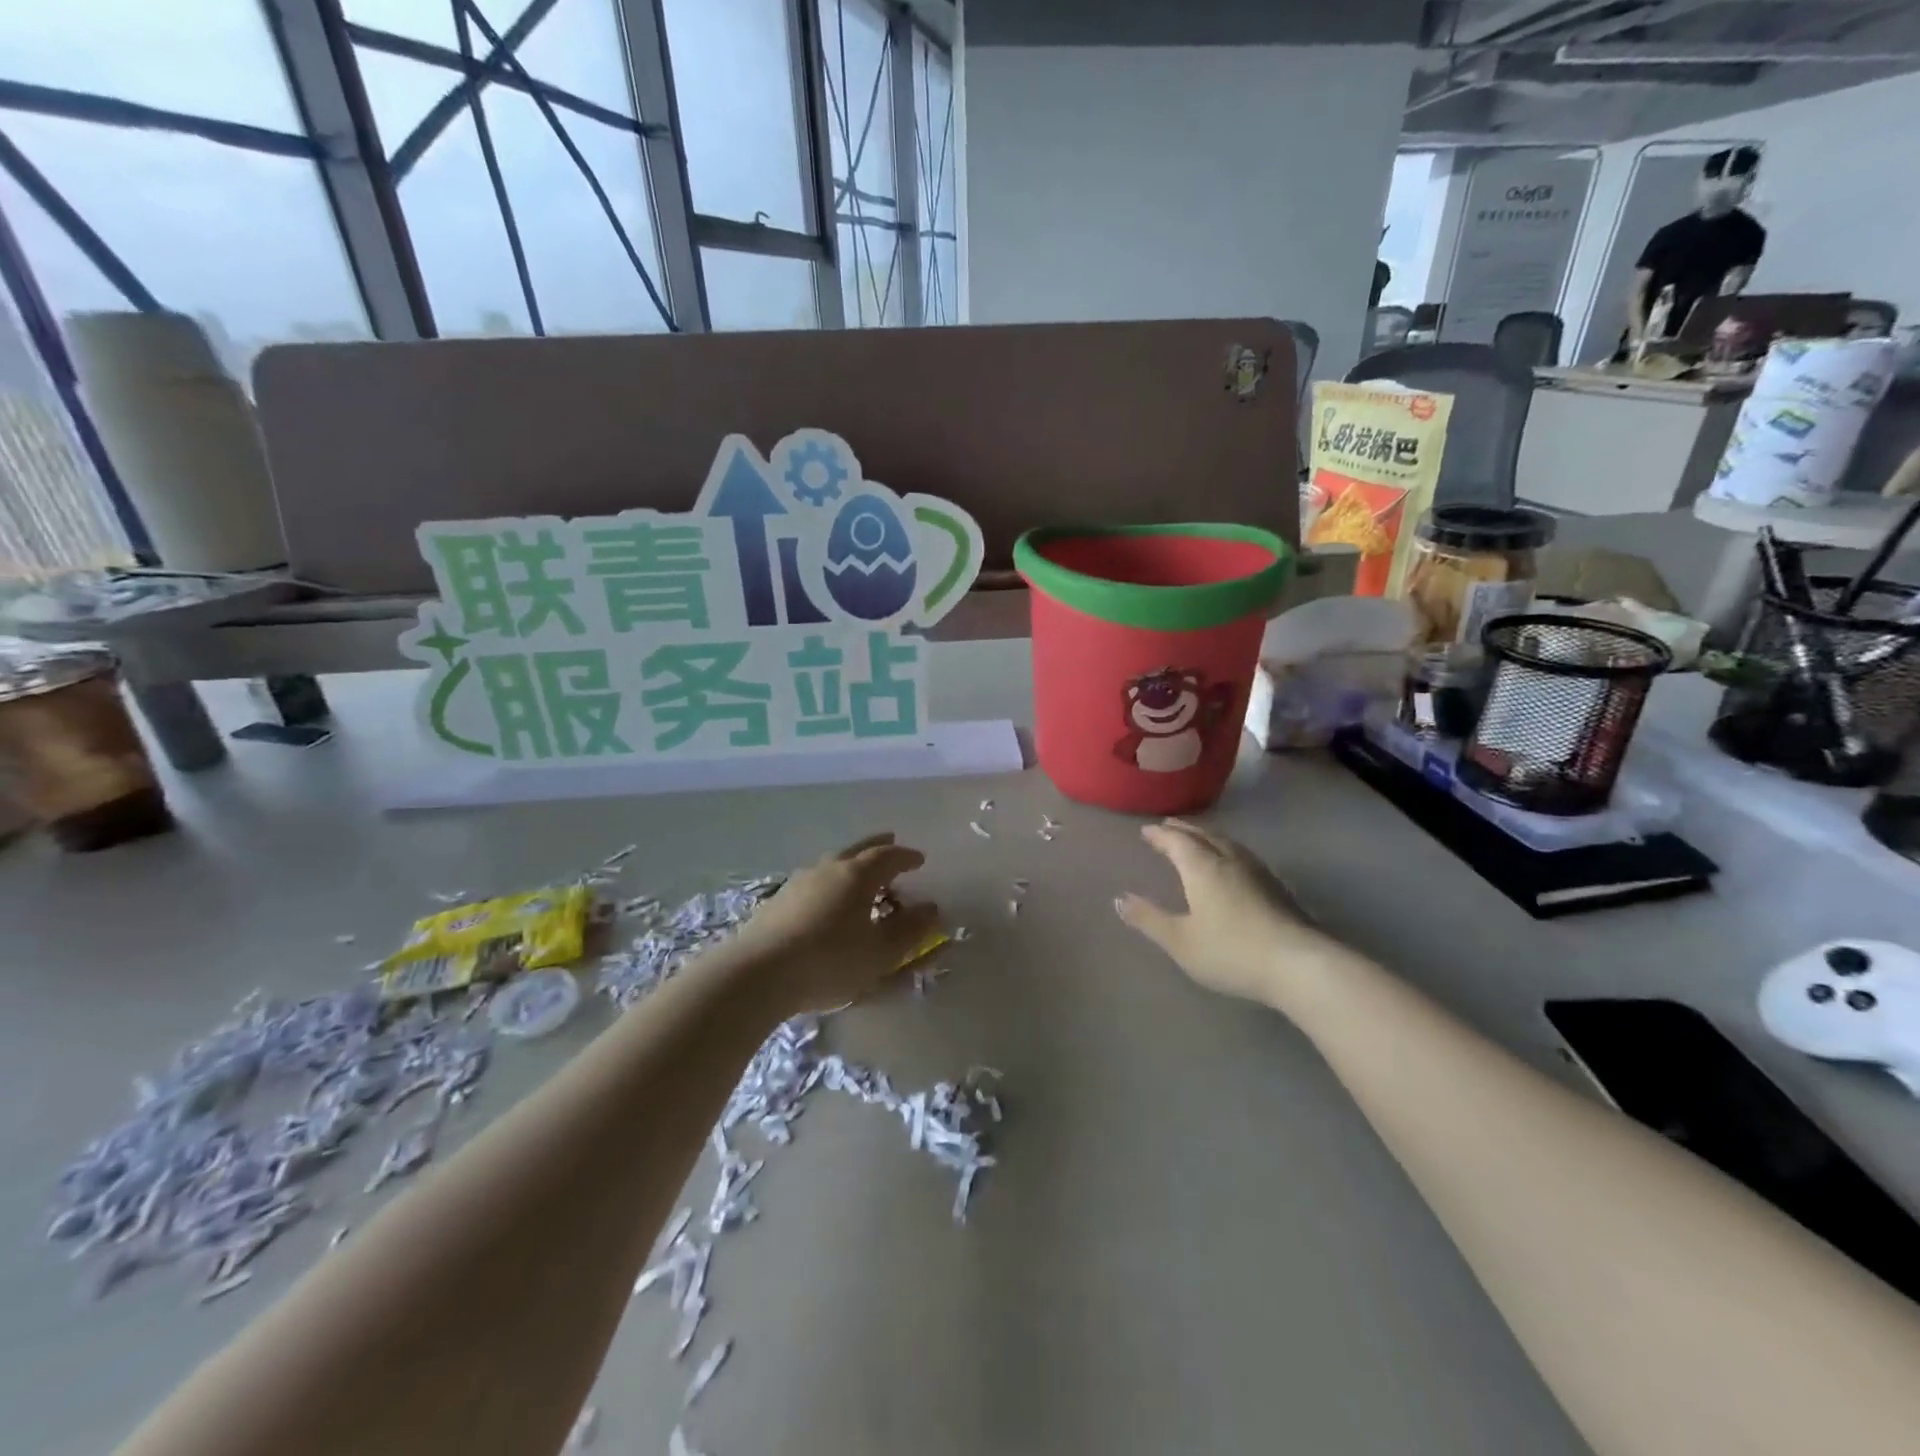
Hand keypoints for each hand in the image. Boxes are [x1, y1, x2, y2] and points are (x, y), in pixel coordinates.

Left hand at [728, 833, 940, 1014]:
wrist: (758, 973)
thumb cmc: (830, 961)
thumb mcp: (880, 952)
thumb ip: (910, 930)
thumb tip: (932, 909)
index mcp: (857, 875)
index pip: (888, 857)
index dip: (906, 857)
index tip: (919, 860)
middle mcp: (829, 869)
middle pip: (858, 850)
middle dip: (877, 847)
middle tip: (891, 841)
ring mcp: (799, 883)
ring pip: (833, 865)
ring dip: (851, 865)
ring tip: (860, 876)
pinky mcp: (778, 901)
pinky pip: (814, 883)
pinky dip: (830, 884)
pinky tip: (827, 901)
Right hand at [1115, 820, 1333, 1005]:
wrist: (1299, 965)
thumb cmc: (1231, 951)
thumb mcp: (1180, 941)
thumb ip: (1149, 919)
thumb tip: (1119, 899)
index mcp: (1202, 867)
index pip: (1176, 841)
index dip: (1160, 835)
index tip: (1146, 831)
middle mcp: (1229, 859)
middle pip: (1203, 835)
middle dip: (1183, 830)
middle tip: (1168, 827)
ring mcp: (1257, 871)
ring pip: (1226, 843)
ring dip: (1207, 837)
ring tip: (1196, 840)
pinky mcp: (1277, 886)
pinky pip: (1242, 855)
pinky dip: (1226, 851)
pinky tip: (1231, 865)